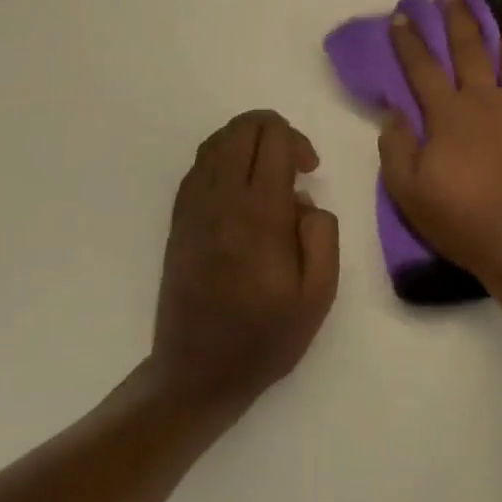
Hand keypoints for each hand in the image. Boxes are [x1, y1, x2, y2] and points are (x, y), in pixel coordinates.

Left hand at [151, 111, 339, 418]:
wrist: (197, 373)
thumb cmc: (266, 335)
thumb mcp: (319, 294)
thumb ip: (322, 234)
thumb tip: (303, 200)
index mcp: (259, 215)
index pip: (273, 139)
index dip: (298, 141)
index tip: (310, 170)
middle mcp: (221, 201)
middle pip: (242, 129)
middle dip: (274, 130)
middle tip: (293, 164)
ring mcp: (193, 208)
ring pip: (216, 142)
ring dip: (247, 141)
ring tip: (268, 170)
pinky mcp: (178, 221)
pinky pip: (198, 167)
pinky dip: (223, 158)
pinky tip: (240, 186)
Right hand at [379, 0, 501, 286]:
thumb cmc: (462, 219)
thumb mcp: (408, 191)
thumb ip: (395, 147)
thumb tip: (392, 111)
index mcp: (446, 114)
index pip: (421, 67)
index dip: (408, 40)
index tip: (401, 15)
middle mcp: (484, 98)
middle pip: (469, 48)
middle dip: (458, 17)